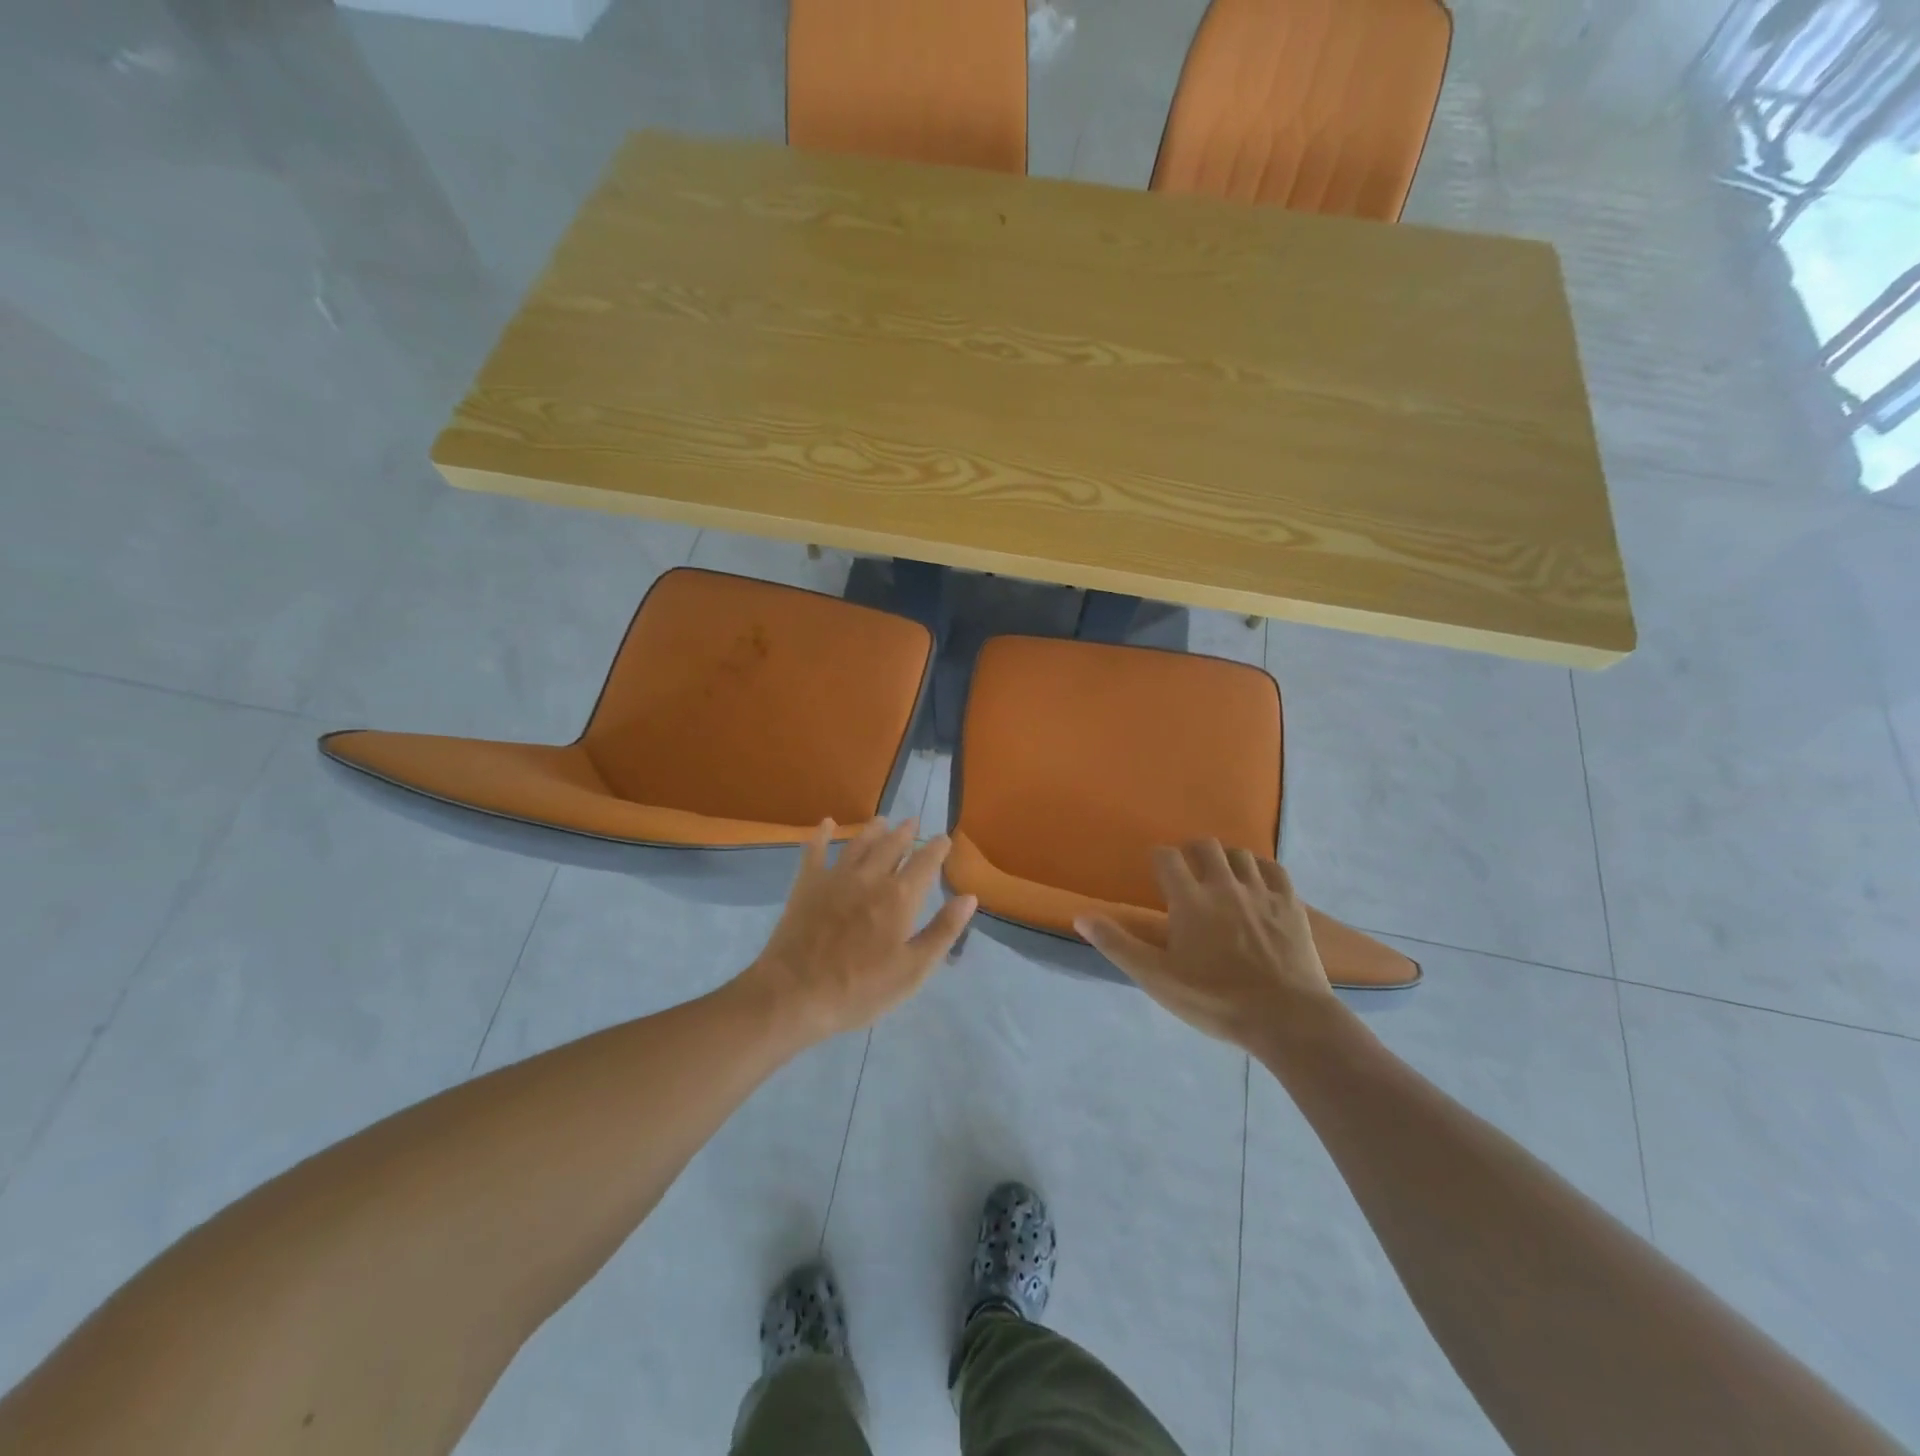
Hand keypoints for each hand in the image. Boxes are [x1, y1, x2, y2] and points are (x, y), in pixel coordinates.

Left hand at [742, 818, 975, 1042]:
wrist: (795, 993)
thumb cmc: (860, 988)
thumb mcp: (913, 970)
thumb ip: (943, 931)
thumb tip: (969, 896)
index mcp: (900, 897)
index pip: (925, 863)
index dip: (937, 848)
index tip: (944, 839)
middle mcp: (871, 877)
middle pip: (892, 845)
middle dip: (905, 832)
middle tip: (913, 822)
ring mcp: (836, 877)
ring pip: (859, 843)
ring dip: (873, 829)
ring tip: (882, 820)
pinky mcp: (807, 884)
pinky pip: (815, 850)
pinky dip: (821, 834)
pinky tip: (826, 823)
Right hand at [1075, 841, 1335, 1051]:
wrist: (1286, 1018)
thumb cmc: (1214, 1000)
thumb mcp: (1157, 978)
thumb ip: (1117, 945)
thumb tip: (1081, 916)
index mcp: (1190, 900)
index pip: (1167, 856)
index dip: (1158, 858)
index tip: (1156, 872)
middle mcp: (1224, 886)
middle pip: (1205, 845)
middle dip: (1192, 851)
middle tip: (1188, 872)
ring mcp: (1261, 892)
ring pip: (1240, 854)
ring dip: (1226, 859)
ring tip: (1221, 877)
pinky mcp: (1291, 905)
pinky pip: (1275, 869)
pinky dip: (1261, 869)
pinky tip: (1257, 882)